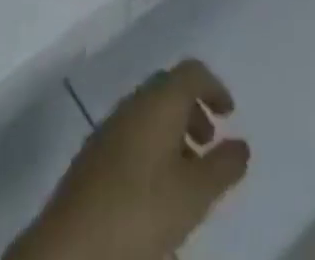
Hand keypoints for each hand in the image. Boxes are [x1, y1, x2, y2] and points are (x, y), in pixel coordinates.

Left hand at [8, 61, 249, 259]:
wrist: (72, 244)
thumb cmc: (141, 210)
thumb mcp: (194, 195)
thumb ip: (223, 166)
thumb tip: (242, 145)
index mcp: (159, 100)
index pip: (191, 71)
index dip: (214, 87)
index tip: (229, 114)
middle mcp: (134, 102)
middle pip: (168, 89)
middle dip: (192, 110)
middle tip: (208, 143)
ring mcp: (109, 126)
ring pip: (148, 113)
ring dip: (172, 131)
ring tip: (185, 174)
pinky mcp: (93, 154)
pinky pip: (131, 133)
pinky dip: (151, 146)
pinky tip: (155, 188)